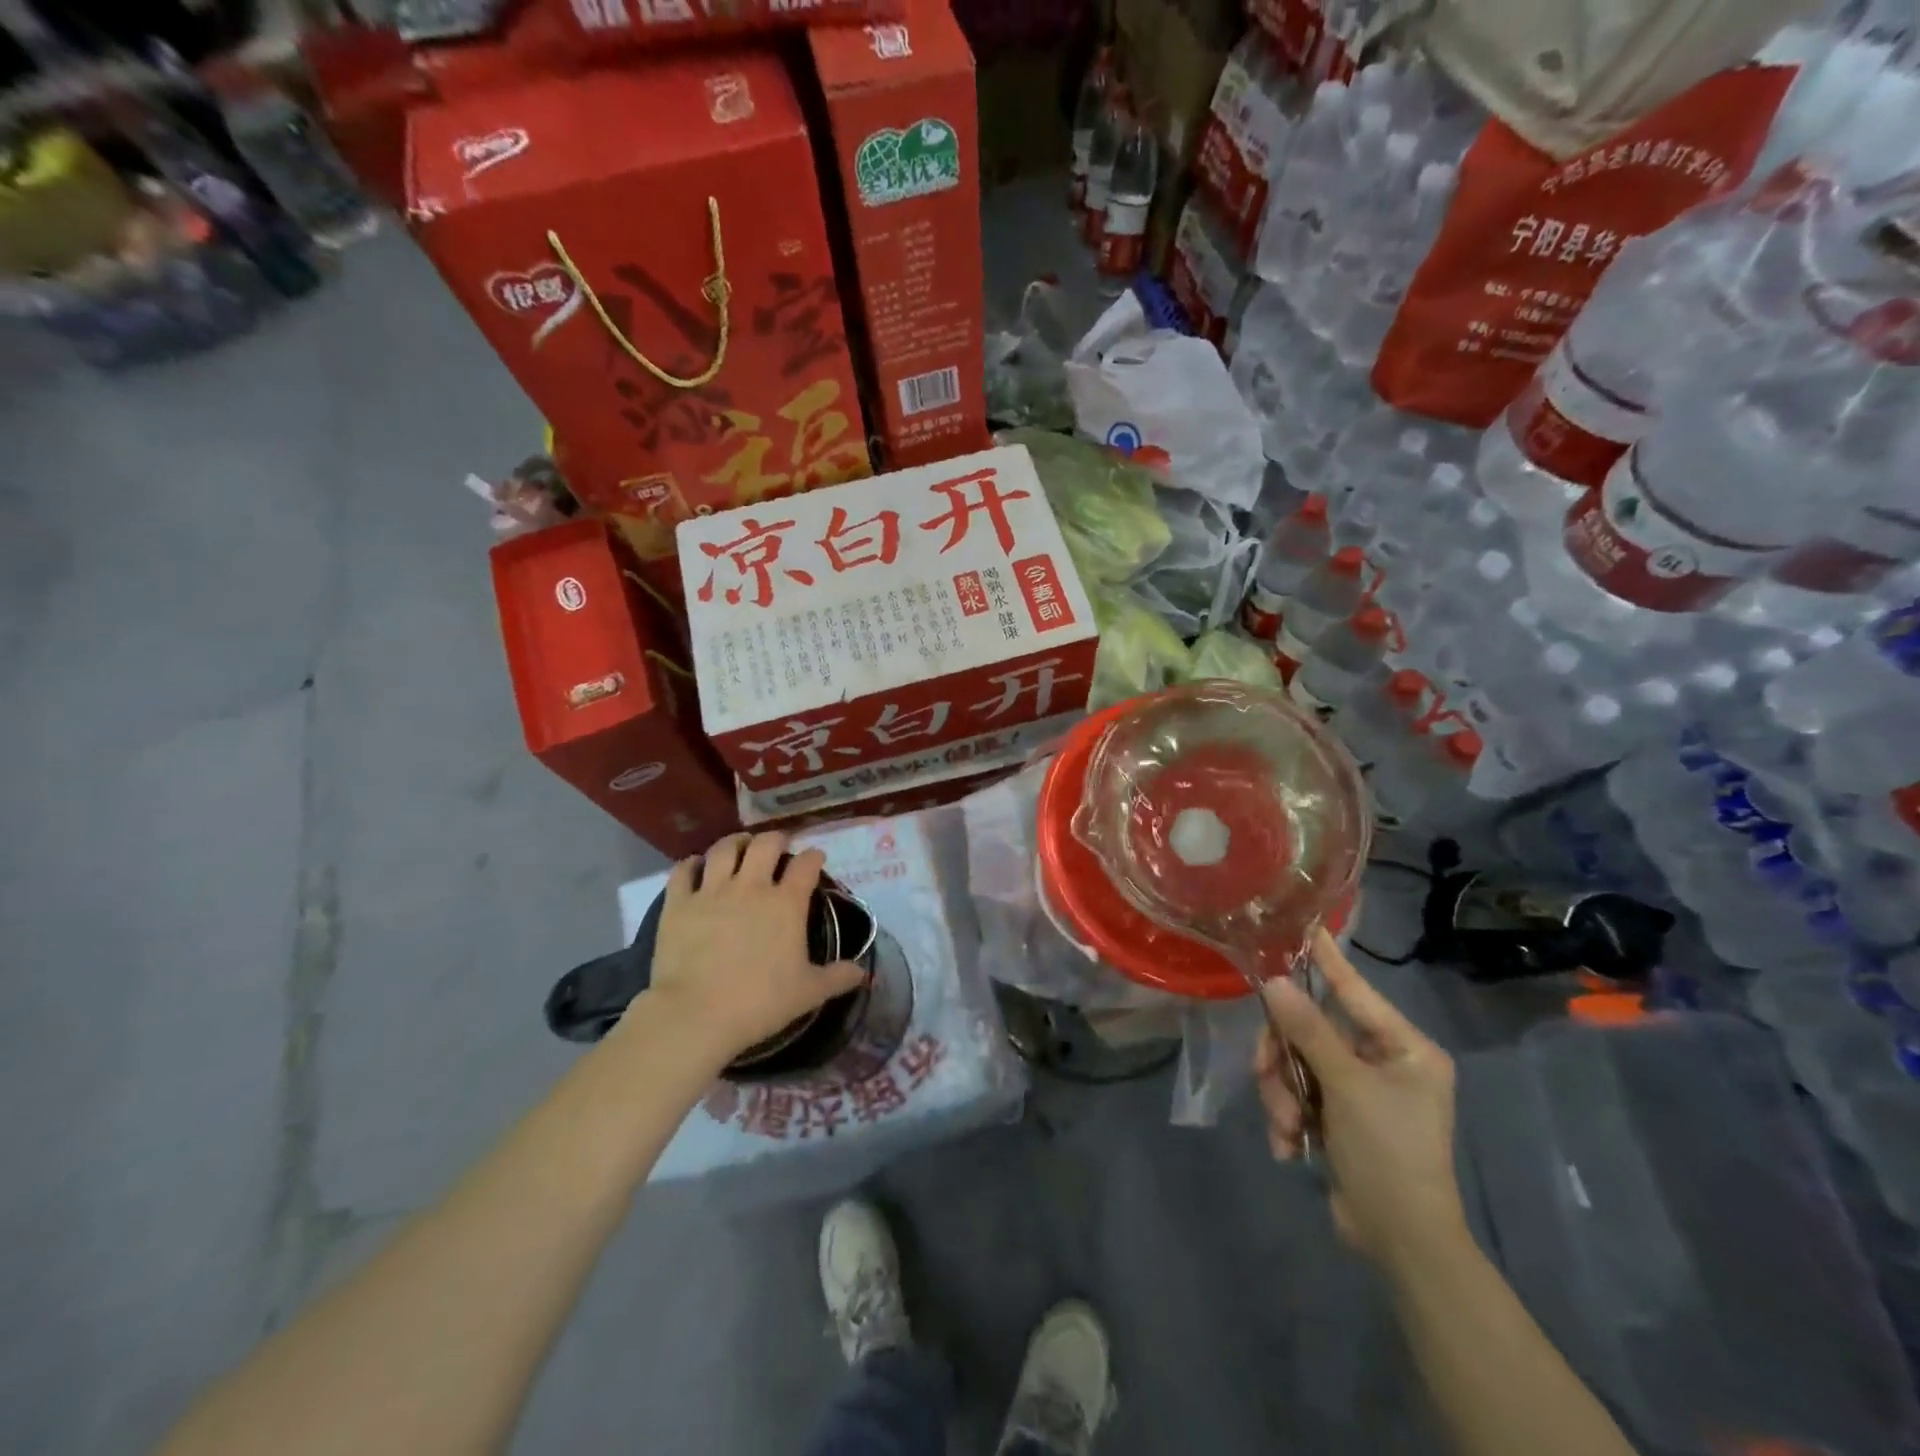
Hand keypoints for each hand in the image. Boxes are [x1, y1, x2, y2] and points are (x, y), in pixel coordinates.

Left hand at [642, 832, 866, 1065]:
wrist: (696, 1014)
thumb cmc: (760, 1002)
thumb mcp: (808, 993)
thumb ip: (838, 977)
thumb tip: (864, 972)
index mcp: (787, 903)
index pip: (806, 865)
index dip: (814, 856)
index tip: (815, 857)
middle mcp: (751, 887)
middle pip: (766, 845)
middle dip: (776, 839)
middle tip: (778, 845)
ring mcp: (712, 891)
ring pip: (724, 849)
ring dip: (735, 842)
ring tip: (740, 845)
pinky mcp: (679, 904)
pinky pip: (683, 871)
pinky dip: (690, 864)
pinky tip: (695, 866)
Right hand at [1255, 930, 1465, 1267]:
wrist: (1401, 1242)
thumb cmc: (1389, 1152)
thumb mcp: (1346, 1086)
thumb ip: (1308, 1031)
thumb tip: (1274, 983)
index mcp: (1403, 1048)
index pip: (1356, 990)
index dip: (1328, 960)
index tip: (1305, 926)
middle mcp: (1383, 1062)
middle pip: (1312, 1031)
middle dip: (1285, 1059)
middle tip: (1265, 1075)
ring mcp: (1359, 1090)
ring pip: (1297, 1064)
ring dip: (1283, 1094)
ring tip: (1287, 1128)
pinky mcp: (1338, 1117)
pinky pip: (1298, 1095)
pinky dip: (1289, 1118)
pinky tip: (1290, 1147)